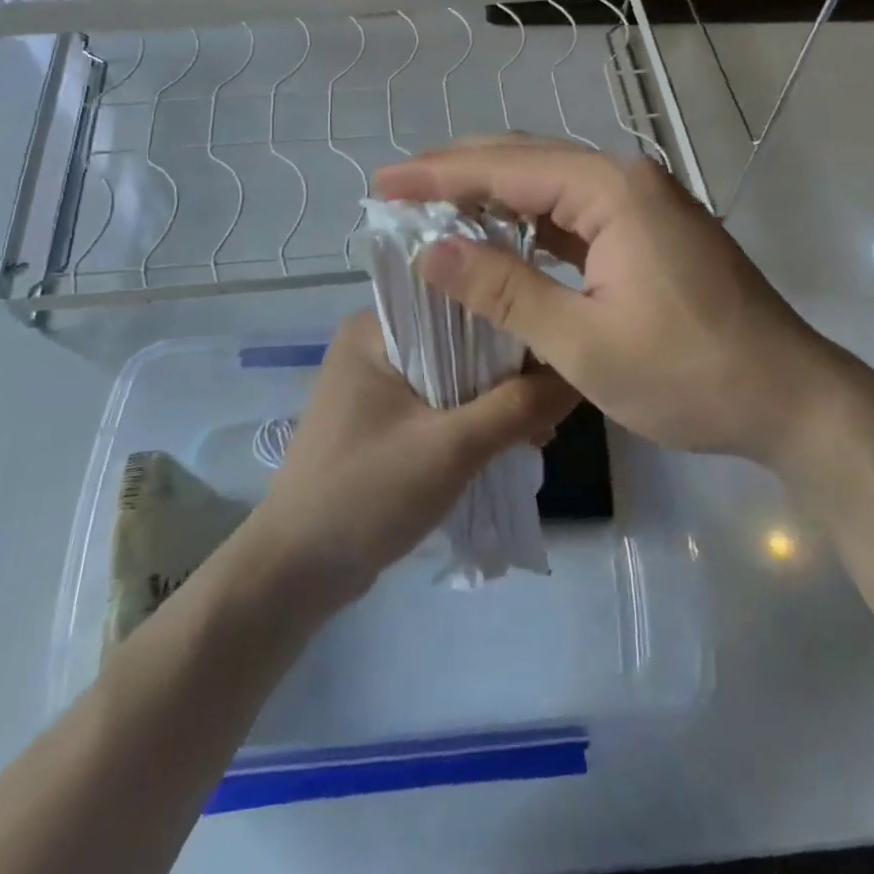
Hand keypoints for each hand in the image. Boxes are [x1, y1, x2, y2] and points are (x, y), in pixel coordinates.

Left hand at [244, 312, 576, 603]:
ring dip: (496, 397)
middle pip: (459, 337)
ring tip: (541, 428)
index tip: (558, 346)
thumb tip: (578, 375)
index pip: (457, 299)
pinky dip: (475, 417)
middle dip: (509, 368)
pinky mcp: (385, 418)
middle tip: (556, 399)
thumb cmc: (365, 495)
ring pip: (455, 373)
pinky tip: (512, 441)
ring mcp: (377, 382)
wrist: (295, 574)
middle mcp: (375, 343)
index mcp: (375, 328)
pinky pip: (442, 401)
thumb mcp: (450, 448)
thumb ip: (517, 407)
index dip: (511, 318)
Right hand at [374, 137, 873, 465]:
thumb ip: (504, 290)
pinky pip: (576, 212)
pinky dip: (530, 220)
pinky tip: (499, 233)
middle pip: (528, 160)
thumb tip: (432, 251)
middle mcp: (627, 180)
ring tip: (434, 204)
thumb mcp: (583, 342)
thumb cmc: (689, 374)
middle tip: (399, 189)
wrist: (790, 398)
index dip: (437, 175)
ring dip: (494, 193)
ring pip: (552, 183)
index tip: (382, 184)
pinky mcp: (650, 231)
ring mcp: (644, 203)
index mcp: (612, 191)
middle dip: (460, 172)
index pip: (506, 168)